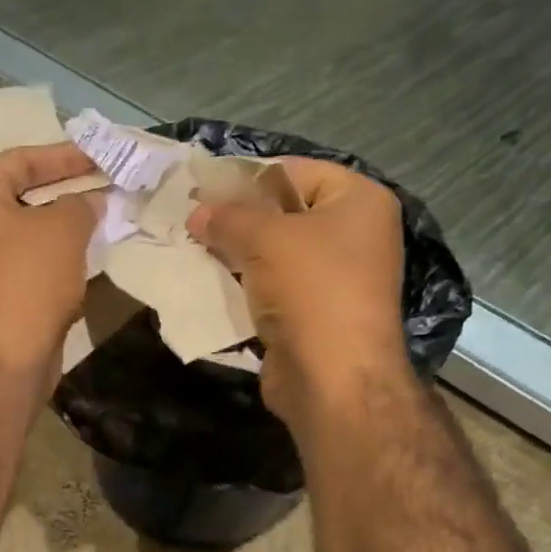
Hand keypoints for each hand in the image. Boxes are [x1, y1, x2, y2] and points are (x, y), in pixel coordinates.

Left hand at [0, 144, 102, 372]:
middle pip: (20, 197)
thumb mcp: (63, 228)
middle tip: (105, 189)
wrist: (0, 357)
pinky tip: (83, 264)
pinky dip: (51, 262)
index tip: (101, 158)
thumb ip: (81, 204)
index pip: (22, 160)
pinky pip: (23, 267)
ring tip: (102, 223)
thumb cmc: (27, 277)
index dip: (66, 157)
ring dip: (61, 231)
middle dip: (65, 194)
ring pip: (24, 235)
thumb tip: (92, 201)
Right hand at [187, 157, 406, 426]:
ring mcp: (333, 280)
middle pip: (283, 215)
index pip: (295, 172)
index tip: (204, 190)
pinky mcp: (312, 317)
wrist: (333, 379)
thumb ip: (227, 218)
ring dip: (235, 257)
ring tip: (191, 251)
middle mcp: (353, 236)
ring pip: (273, 256)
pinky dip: (243, 289)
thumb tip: (195, 212)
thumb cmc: (311, 290)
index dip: (248, 179)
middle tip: (191, 222)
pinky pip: (271, 291)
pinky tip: (207, 286)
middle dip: (237, 221)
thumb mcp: (265, 239)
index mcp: (358, 202)